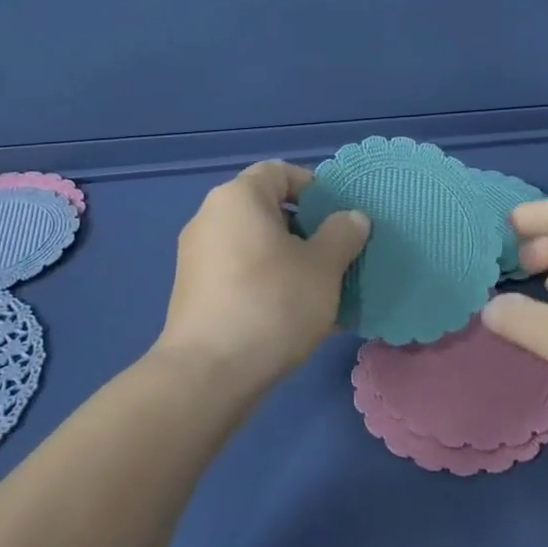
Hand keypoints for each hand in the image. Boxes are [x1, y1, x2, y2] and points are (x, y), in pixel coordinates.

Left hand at [156, 160, 369, 385]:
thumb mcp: (323, 267)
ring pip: (258, 247)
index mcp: (238, 198)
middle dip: (308, 230)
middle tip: (339, 256)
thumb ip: (342, 234)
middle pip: (268, 210)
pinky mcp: (196, 294)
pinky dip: (270, 285)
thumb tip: (351, 217)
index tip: (340, 217)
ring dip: (293, 262)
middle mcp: (211, 218)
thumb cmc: (272, 304)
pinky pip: (242, 275)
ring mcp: (198, 258)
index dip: (315, 187)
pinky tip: (299, 317)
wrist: (208, 374)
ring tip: (325, 292)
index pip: (280, 172)